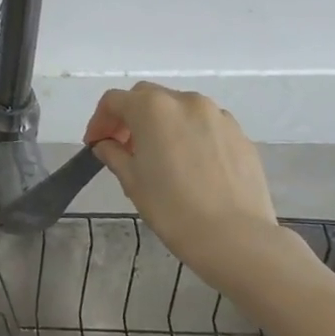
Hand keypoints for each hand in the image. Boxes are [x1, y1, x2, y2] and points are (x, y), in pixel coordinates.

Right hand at [83, 84, 289, 288]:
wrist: (237, 238)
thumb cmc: (173, 208)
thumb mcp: (132, 181)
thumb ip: (114, 154)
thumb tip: (107, 145)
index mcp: (152, 108)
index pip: (114, 101)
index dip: (99, 121)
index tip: (95, 144)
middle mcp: (185, 101)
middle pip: (147, 97)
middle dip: (130, 116)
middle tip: (123, 146)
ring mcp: (217, 115)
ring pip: (178, 108)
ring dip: (162, 123)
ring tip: (159, 155)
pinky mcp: (240, 134)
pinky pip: (205, 125)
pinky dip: (190, 134)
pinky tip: (190, 164)